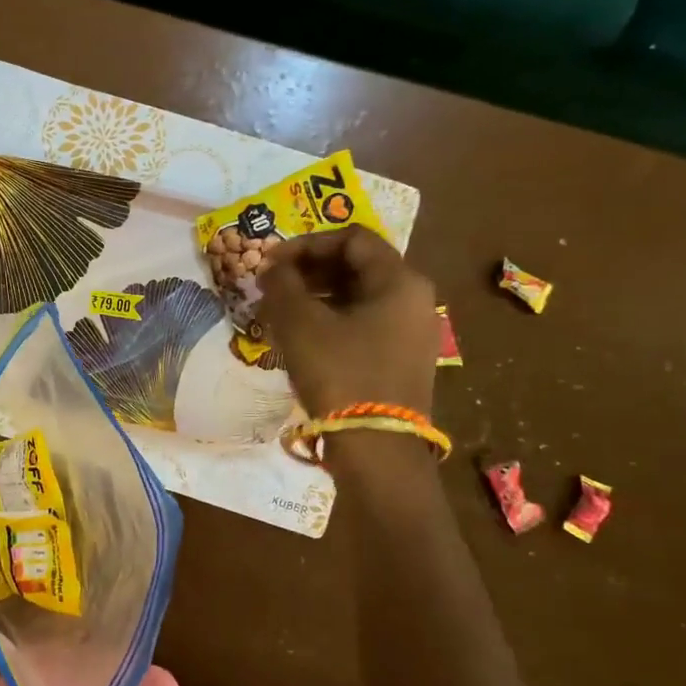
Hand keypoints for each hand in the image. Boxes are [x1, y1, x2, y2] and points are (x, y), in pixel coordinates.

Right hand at [257, 227, 437, 417]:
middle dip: (310, 270)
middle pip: (357, 265)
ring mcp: (412, 331)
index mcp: (399, 280)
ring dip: (317, 295)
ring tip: (280, 311)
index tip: (272, 262)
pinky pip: (364, 322)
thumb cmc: (340, 374)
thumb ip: (281, 285)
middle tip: (273, 285)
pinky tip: (302, 336)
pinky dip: (332, 319)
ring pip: (359, 296)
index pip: (352, 238)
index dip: (307, 243)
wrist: (376, 447)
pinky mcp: (402, 358)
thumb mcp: (301, 324)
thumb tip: (271, 267)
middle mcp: (414, 298)